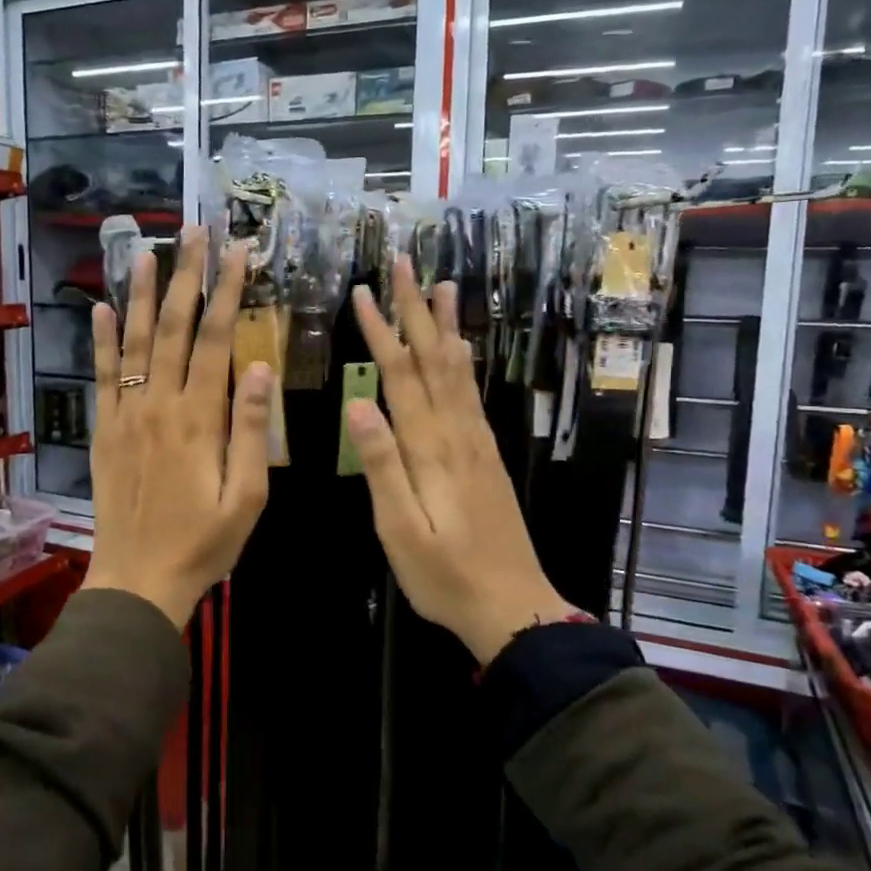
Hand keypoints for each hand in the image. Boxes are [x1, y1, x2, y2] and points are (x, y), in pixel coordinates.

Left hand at [82, 226, 273, 628]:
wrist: (138, 580)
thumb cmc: (203, 543)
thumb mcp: (246, 496)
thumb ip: (252, 430)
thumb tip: (260, 367)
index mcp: (200, 419)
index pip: (214, 339)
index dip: (226, 292)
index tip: (237, 252)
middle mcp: (159, 405)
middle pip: (171, 328)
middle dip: (185, 276)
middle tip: (192, 232)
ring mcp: (127, 416)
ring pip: (132, 342)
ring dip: (139, 294)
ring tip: (146, 251)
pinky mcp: (105, 431)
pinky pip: (103, 376)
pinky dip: (100, 340)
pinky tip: (99, 308)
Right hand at [346, 259, 581, 663]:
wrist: (512, 607)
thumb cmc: (445, 576)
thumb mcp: (400, 530)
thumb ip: (382, 465)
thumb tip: (358, 403)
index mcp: (431, 450)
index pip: (401, 376)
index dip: (381, 331)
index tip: (362, 292)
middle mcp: (458, 433)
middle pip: (434, 360)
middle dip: (416, 310)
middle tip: (405, 263)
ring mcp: (477, 443)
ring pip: (459, 371)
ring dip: (446, 326)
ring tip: (441, 286)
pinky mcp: (487, 455)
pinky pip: (472, 394)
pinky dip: (464, 361)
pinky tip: (461, 349)